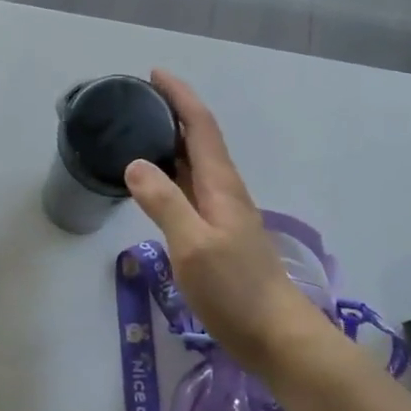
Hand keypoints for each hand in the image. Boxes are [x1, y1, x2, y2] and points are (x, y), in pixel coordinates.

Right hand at [124, 70, 324, 374]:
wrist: (276, 335)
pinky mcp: (219, 234)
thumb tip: (135, 163)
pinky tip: (154, 184)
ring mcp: (224, 213)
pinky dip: (172, 173)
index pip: (200, 126)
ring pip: (195, 164)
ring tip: (138, 132)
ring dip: (171, 141)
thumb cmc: (235, 290)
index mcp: (221, 185)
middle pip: (199, 139)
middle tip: (136, 101)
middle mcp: (225, 191)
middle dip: (172, 112)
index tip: (154, 74)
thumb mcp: (193, 245)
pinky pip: (191, 189)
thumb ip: (164, 203)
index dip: (179, 96)